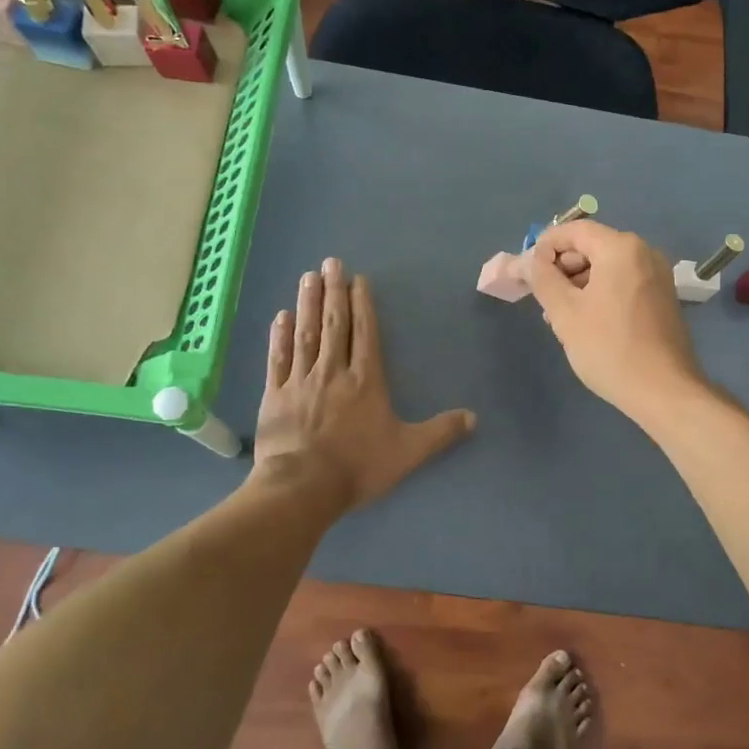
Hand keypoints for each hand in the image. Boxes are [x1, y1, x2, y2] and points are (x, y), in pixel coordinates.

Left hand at [252, 257, 475, 509]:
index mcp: (365, 381)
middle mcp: (333, 371)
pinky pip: (277, 359)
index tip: (358, 279)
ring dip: (308, 304)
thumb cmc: (358, 466)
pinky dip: (279, 336)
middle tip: (331, 263)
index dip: (362, 304)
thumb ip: (440, 433)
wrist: (303, 486)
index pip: (365, 333)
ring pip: (305, 334)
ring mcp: (300, 380)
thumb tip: (474, 418)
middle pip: (334, 324)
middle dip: (334, 291)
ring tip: (308, 277)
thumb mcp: (408, 452)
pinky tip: (280, 316)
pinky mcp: (275, 395)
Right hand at [529, 221, 706, 424]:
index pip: (574, 230)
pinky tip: (586, 322)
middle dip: (562, 268)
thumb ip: (542, 279)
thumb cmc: (609, 347)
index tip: (526, 271)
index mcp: (621, 248)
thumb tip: (527, 261)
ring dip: (579, 283)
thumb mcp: (565, 313)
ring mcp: (657, 275)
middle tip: (542, 298)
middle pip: (592, 246)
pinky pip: (623, 282)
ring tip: (560, 316)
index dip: (545, 245)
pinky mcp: (662, 297)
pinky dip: (601, 292)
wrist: (664, 390)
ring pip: (607, 267)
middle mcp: (644, 252)